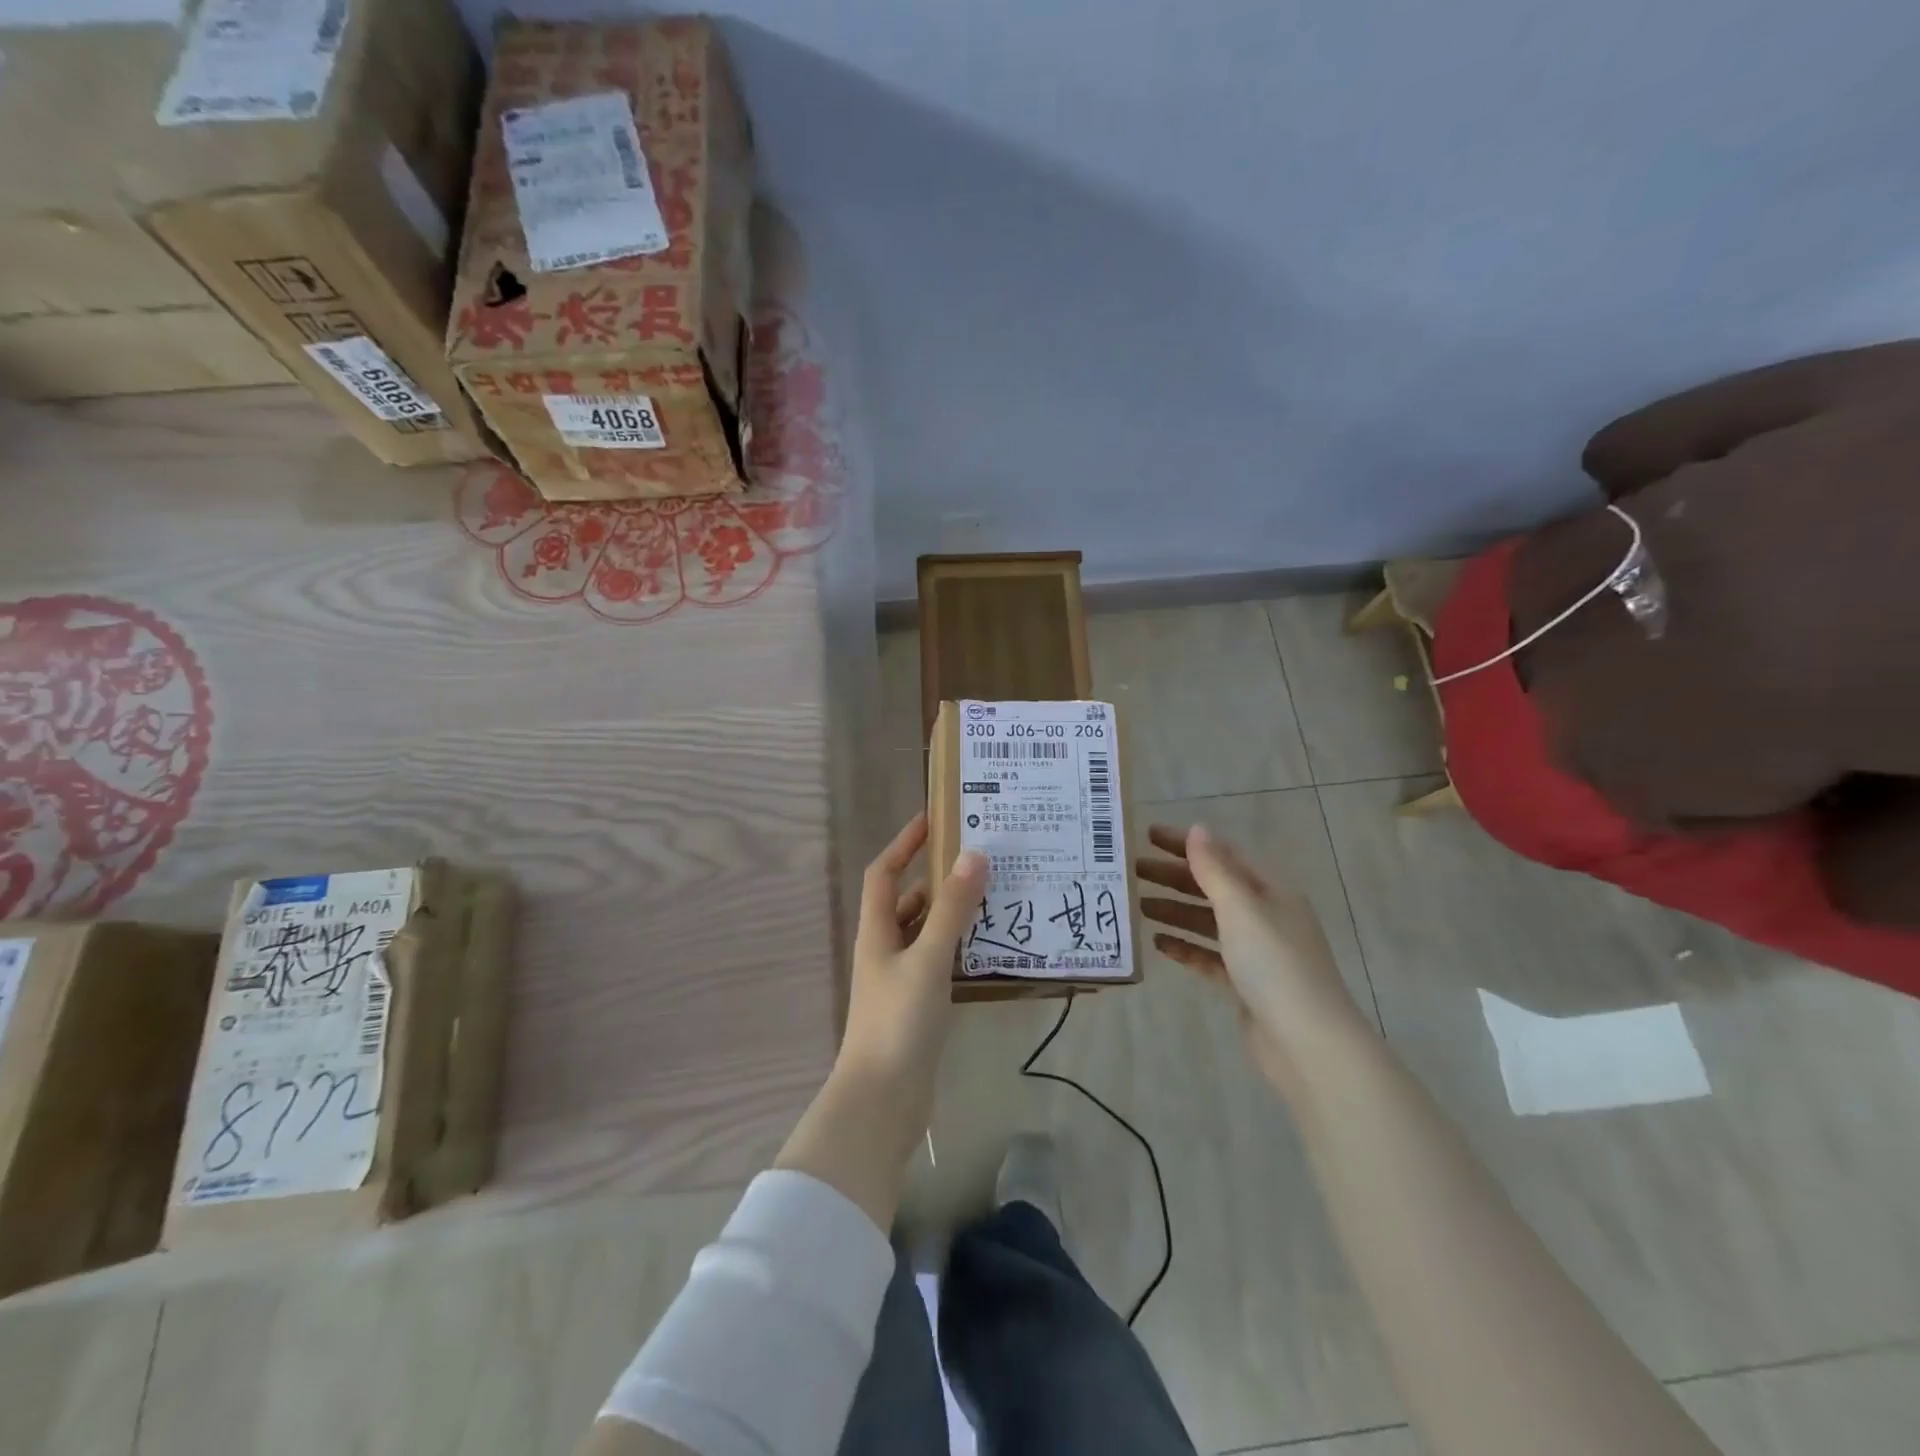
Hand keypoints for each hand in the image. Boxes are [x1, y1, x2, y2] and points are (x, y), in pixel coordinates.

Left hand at [836, 813, 987, 1117]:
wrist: (882, 1101)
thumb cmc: (899, 1022)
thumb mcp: (928, 959)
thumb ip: (951, 910)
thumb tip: (973, 855)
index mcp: (877, 932)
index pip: (883, 873)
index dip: (903, 843)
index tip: (933, 819)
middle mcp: (885, 949)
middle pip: (906, 900)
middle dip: (936, 876)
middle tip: (978, 858)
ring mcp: (900, 979)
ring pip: (925, 931)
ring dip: (951, 912)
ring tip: (992, 895)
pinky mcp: (917, 1005)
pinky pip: (938, 960)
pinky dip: (958, 946)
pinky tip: (987, 946)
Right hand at [1137, 823, 1364, 1085]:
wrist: (1307, 1043)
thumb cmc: (1274, 964)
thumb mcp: (1241, 908)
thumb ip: (1214, 869)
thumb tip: (1197, 828)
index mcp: (1271, 891)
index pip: (1223, 855)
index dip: (1186, 844)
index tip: (1147, 836)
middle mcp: (1266, 916)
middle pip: (1213, 887)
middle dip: (1174, 877)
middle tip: (1132, 871)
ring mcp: (1257, 952)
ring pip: (1208, 922)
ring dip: (1175, 911)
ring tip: (1138, 906)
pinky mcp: (1246, 985)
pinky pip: (1210, 957)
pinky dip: (1185, 947)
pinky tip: (1159, 944)